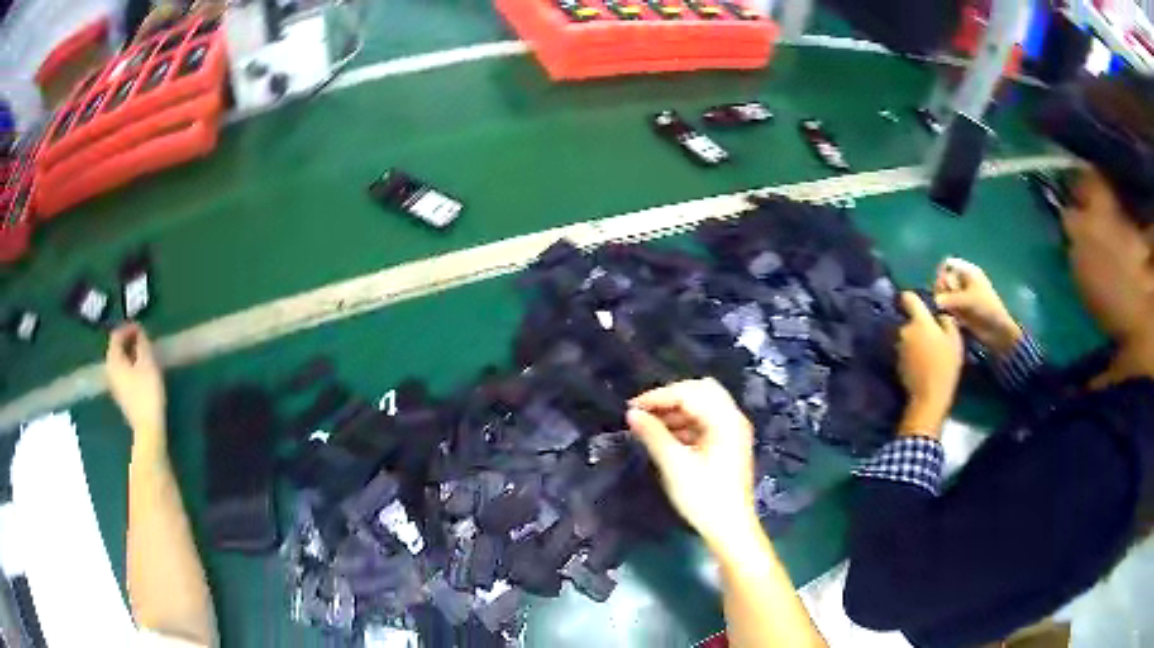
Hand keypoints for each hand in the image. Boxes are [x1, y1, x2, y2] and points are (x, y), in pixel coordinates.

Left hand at [106, 324, 167, 451]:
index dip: (128, 328)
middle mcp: (110, 370)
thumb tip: (138, 332)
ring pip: (121, 362)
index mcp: (113, 360)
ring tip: (145, 354)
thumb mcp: (147, 362)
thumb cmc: (147, 392)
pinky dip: (132, 366)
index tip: (141, 327)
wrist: (148, 429)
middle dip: (129, 341)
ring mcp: (116, 386)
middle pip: (117, 349)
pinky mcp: (123, 396)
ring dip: (131, 354)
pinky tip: (143, 370)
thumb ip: (142, 343)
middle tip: (144, 339)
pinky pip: (124, 374)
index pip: (116, 335)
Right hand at [626, 378, 757, 549]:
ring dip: (677, 411)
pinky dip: (685, 424)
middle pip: (701, 391)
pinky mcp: (728, 445)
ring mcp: (733, 432)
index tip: (631, 408)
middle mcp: (733, 419)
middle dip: (670, 398)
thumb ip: (653, 435)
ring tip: (649, 426)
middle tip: (644, 412)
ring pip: (703, 406)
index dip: (658, 396)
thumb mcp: (675, 466)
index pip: (690, 392)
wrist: (730, 529)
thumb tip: (632, 413)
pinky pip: (705, 422)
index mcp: (725, 419)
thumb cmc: (704, 497)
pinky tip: (666, 438)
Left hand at [897, 292, 963, 436]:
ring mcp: (898, 346)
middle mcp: (904, 330)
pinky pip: (904, 350)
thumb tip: (940, 314)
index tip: (920, 303)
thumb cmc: (945, 365)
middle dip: (918, 325)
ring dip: (914, 340)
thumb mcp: (954, 340)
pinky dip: (910, 353)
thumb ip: (946, 321)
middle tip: (931, 336)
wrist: (929, 396)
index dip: (913, 298)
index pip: (908, 297)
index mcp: (919, 321)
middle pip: (910, 320)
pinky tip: (920, 362)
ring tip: (927, 351)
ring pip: (907, 336)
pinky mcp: (895, 361)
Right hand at [934, 257, 1022, 355]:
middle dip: (941, 290)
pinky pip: (947, 309)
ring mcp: (961, 297)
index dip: (942, 273)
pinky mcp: (960, 312)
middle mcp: (962, 282)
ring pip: (944, 295)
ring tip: (947, 312)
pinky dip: (946, 313)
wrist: (997, 331)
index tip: (941, 285)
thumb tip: (935, 301)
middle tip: (943, 301)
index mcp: (967, 272)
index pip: (948, 264)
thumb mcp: (968, 300)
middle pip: (943, 280)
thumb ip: (950, 299)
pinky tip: (950, 319)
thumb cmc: (986, 308)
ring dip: (942, 303)